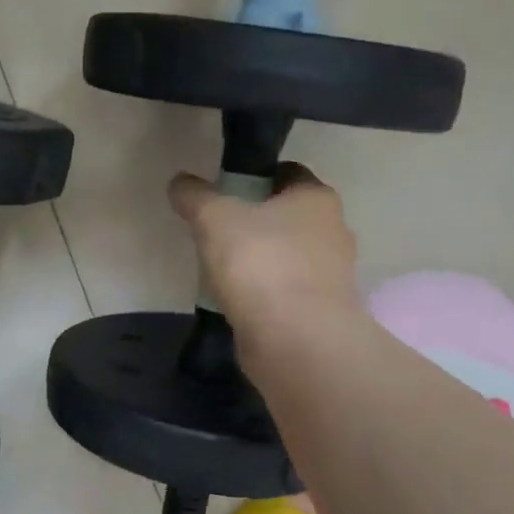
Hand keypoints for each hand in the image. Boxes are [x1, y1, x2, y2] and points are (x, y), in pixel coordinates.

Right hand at [168, 163, 359, 330]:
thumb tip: (180, 183)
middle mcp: (334, 231)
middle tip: (219, 234)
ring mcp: (332, 276)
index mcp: (317, 198)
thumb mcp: (214, 219)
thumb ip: (195, 197)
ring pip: (290, 257)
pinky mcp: (321, 313)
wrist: (295, 340)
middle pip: (289, 218)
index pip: (288, 174)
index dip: (255, 179)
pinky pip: (288, 293)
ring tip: (224, 272)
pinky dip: (267, 295)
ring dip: (263, 262)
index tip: (225, 194)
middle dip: (258, 224)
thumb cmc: (260, 264)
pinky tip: (240, 303)